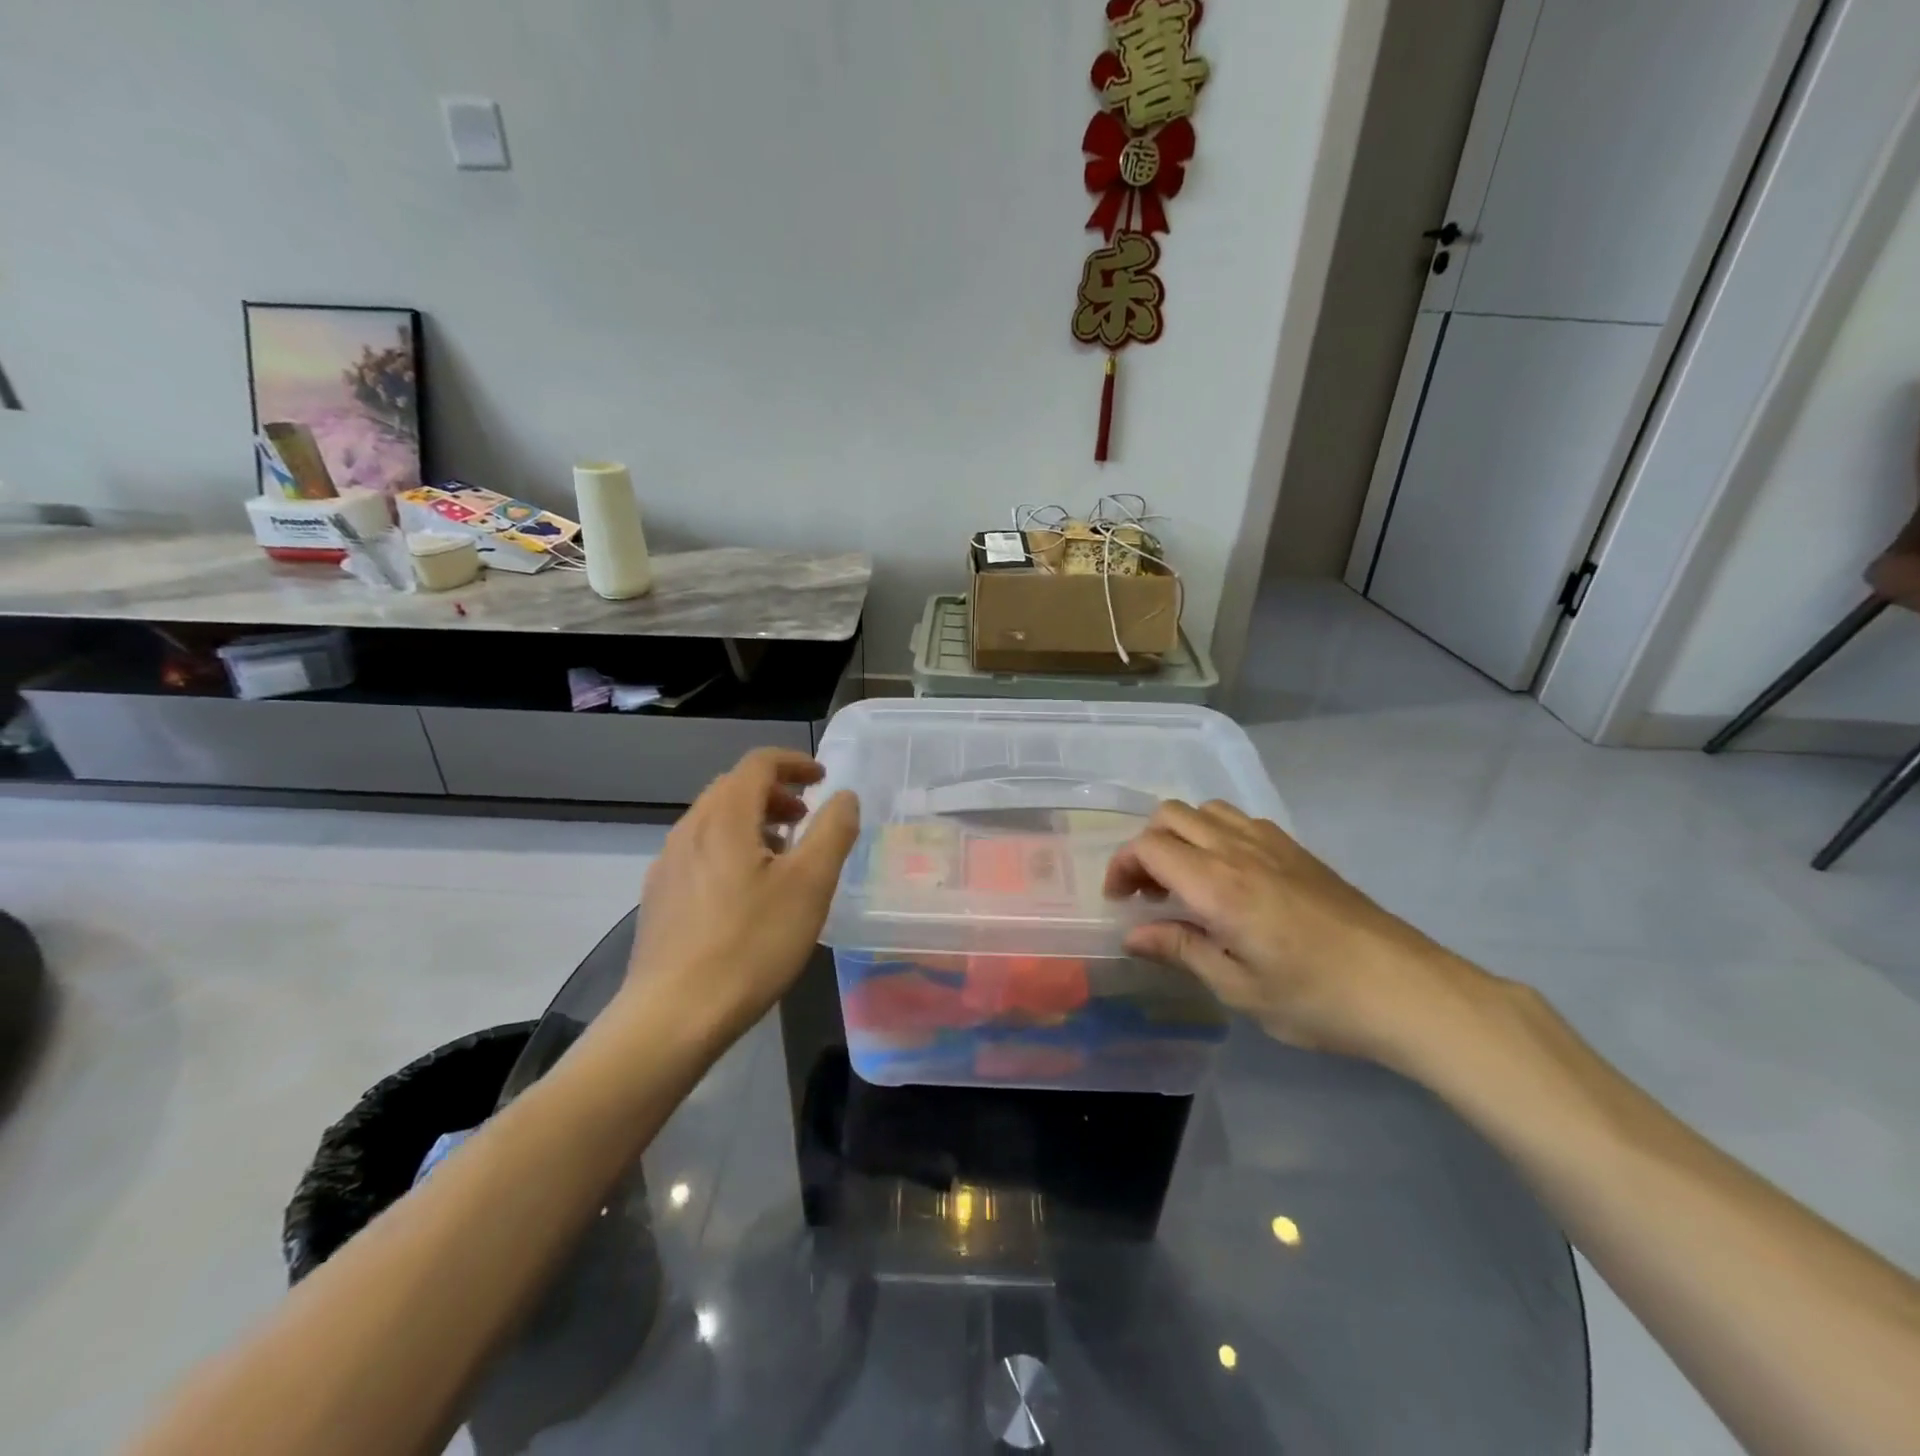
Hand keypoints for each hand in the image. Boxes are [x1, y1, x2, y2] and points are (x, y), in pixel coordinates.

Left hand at [619, 748, 859, 1038]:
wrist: (673, 1015)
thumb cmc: (751, 943)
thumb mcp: (811, 885)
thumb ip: (833, 831)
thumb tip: (843, 796)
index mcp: (724, 817)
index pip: (758, 764)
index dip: (794, 762)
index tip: (822, 779)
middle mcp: (688, 829)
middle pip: (733, 789)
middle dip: (774, 793)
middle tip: (806, 818)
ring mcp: (667, 865)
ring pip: (713, 821)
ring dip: (752, 822)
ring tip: (782, 856)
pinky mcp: (659, 897)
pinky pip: (699, 852)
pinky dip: (730, 849)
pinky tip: (746, 893)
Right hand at [1105, 800, 1488, 1065]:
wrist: (1406, 989)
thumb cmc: (1316, 999)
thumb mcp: (1239, 988)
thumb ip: (1181, 950)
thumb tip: (1133, 935)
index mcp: (1218, 884)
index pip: (1149, 846)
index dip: (1122, 866)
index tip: (1121, 902)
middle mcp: (1238, 849)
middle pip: (1170, 815)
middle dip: (1145, 846)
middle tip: (1148, 892)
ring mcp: (1272, 843)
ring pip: (1205, 810)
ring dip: (1181, 835)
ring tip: (1185, 881)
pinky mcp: (1297, 849)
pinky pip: (1239, 820)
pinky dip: (1215, 834)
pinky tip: (1229, 877)